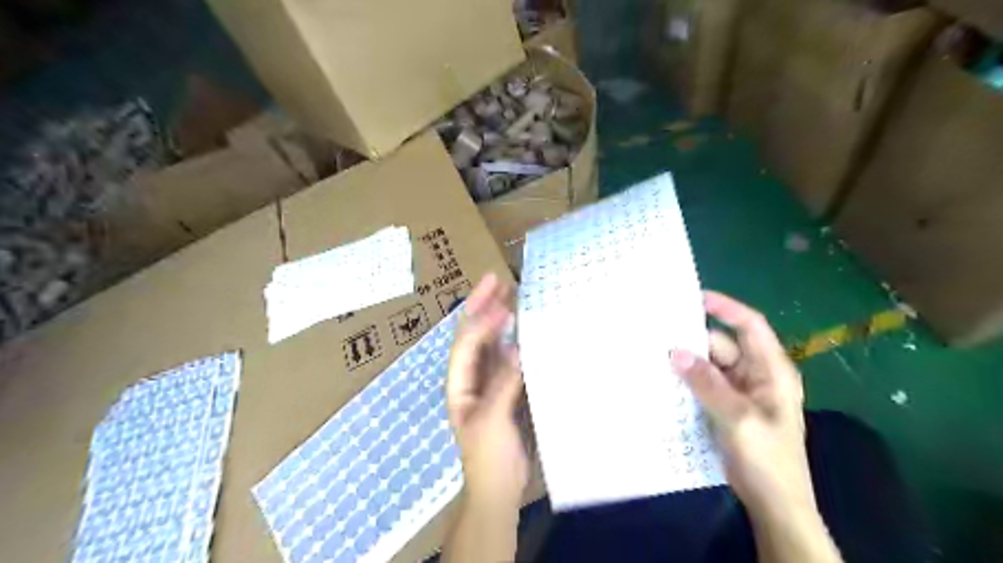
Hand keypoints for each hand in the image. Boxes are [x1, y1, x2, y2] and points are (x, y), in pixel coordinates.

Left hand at [445, 273, 526, 508]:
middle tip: (497, 278)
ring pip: (492, 343)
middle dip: (483, 307)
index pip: (467, 345)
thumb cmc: (488, 458)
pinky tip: (526, 326)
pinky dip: (516, 339)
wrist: (499, 488)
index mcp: (459, 384)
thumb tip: (517, 348)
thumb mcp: (491, 422)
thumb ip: (503, 385)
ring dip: (500, 318)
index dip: (481, 321)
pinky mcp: (507, 389)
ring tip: (512, 293)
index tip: (502, 301)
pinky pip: (510, 357)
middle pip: (474, 335)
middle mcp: (471, 376)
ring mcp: (489, 381)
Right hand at [669, 293, 809, 519]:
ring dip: (687, 362)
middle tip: (658, 335)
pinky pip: (704, 384)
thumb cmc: (767, 458)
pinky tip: (665, 379)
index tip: (695, 297)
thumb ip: (707, 383)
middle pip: (723, 346)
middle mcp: (756, 375)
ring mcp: (740, 392)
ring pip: (710, 366)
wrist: (774, 503)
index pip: (751, 326)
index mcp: (771, 370)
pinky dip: (688, 380)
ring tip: (655, 355)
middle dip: (694, 341)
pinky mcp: (726, 407)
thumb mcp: (738, 417)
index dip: (726, 308)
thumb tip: (675, 353)